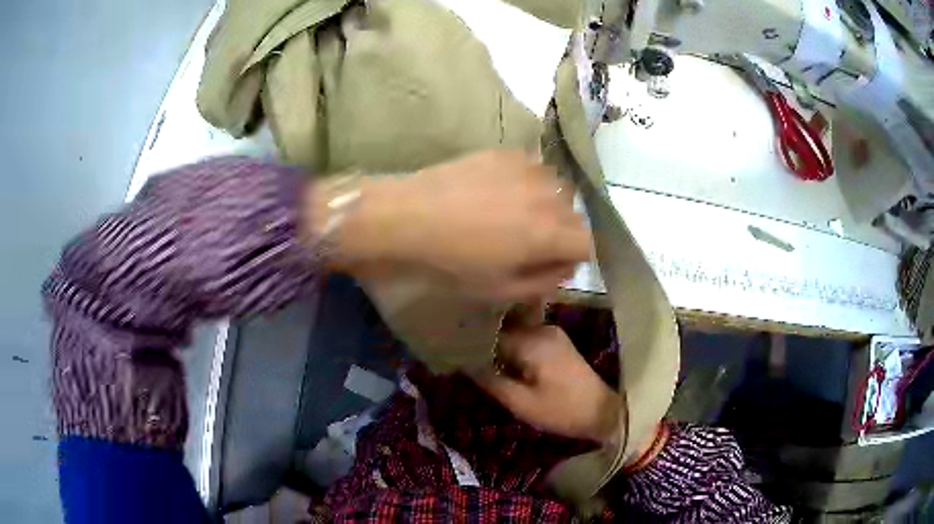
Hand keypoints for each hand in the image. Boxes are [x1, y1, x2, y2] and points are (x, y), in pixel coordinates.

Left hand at [325, 150, 590, 300]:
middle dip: (562, 231)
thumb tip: (567, 266)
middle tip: (531, 242)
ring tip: (516, 213)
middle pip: (575, 214)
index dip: (574, 257)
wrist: (405, 218)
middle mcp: (547, 196)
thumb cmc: (450, 263)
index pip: (588, 242)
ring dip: (547, 204)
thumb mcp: (499, 289)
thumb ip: (544, 280)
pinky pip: (533, 167)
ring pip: (557, 188)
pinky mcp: (504, 153)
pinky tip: (500, 190)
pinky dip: (528, 182)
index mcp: (547, 234)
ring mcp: (526, 168)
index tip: (554, 263)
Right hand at [471, 324, 621, 443]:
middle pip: (502, 329)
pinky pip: (526, 338)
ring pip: (513, 333)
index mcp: (532, 341)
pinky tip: (504, 363)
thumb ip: (491, 380)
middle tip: (465, 360)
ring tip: (480, 362)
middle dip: (484, 343)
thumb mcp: (520, 403)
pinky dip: (512, 348)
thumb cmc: (561, 411)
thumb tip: (465, 362)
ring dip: (498, 346)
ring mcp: (551, 332)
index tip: (454, 354)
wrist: (602, 412)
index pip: (490, 333)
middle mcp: (541, 328)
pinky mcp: (556, 341)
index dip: (470, 343)